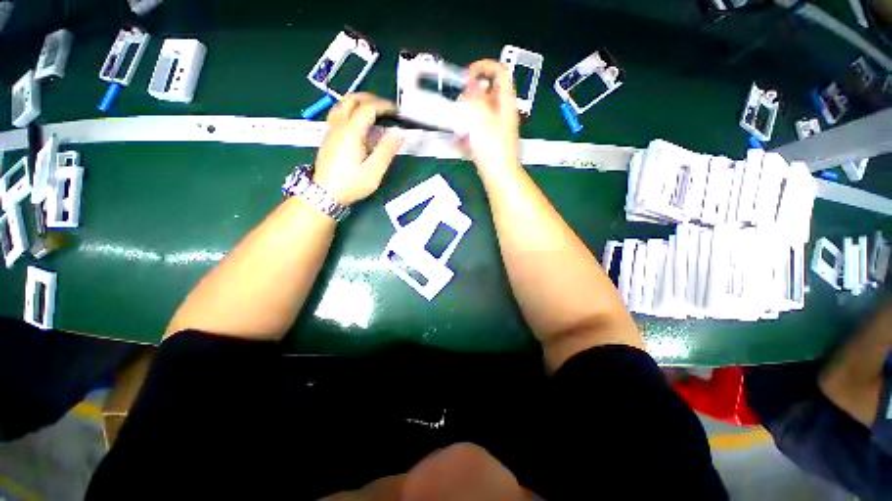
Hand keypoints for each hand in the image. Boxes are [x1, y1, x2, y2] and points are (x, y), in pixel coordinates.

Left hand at [314, 93, 403, 204]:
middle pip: (351, 99)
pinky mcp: (328, 137)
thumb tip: (398, 134)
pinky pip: (338, 114)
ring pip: (342, 104)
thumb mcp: (373, 172)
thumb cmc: (350, 184)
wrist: (324, 193)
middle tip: (386, 108)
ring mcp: (331, 130)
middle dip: (370, 98)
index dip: (384, 106)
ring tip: (373, 112)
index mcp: (351, 132)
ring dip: (359, 102)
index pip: (368, 108)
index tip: (397, 111)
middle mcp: (338, 126)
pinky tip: (359, 123)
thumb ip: (386, 151)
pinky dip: (351, 110)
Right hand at [457, 60, 521, 180]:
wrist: (498, 175)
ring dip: (466, 116)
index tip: (467, 75)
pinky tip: (460, 142)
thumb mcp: (481, 118)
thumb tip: (471, 82)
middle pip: (486, 94)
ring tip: (457, 127)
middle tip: (459, 105)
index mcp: (505, 102)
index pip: (500, 72)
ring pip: (479, 113)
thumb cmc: (492, 147)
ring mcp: (496, 128)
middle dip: (470, 96)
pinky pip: (477, 131)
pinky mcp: (489, 141)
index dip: (484, 67)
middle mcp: (502, 112)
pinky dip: (468, 133)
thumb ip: (475, 97)